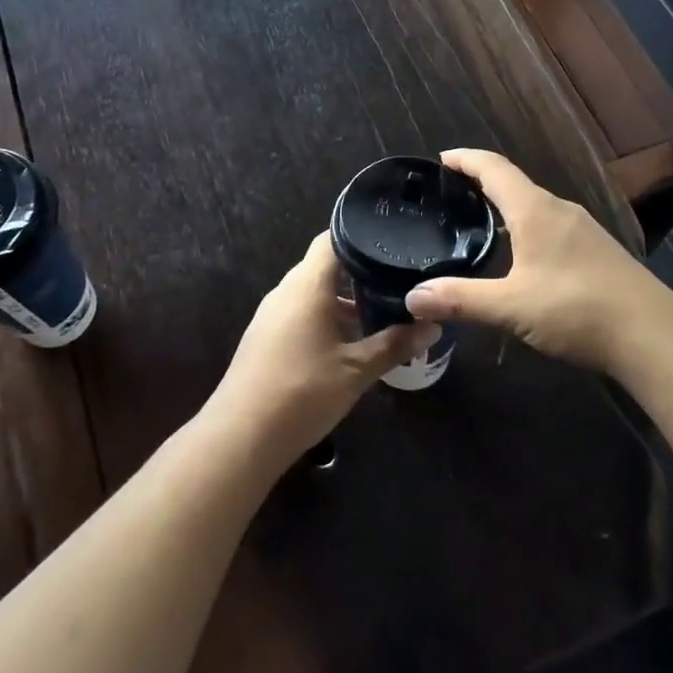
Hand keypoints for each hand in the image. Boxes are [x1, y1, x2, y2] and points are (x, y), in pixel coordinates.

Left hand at [206, 232, 439, 465]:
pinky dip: (325, 316)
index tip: (393, 241)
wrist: (240, 437)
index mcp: (306, 286)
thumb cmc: (302, 393)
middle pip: (323, 266)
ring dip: (342, 299)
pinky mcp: (265, 338)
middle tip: (397, 280)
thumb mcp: (356, 370)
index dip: (361, 235)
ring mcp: (271, 315)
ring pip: (312, 292)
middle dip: (359, 271)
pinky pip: (300, 313)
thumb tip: (432, 327)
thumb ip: (394, 345)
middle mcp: (285, 292)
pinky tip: (348, 340)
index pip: (331, 239)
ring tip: (380, 312)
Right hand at [404, 149, 672, 372]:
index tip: (440, 159)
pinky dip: (526, 227)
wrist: (651, 334)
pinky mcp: (597, 251)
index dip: (465, 159)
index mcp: (534, 210)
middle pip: (514, 183)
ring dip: (506, 207)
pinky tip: (522, 256)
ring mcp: (583, 230)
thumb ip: (460, 299)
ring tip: (478, 224)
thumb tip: (412, 297)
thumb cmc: (575, 309)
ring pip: (535, 206)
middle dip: (481, 183)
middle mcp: (559, 210)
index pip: (494, 168)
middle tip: (450, 197)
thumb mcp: (510, 307)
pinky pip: (551, 226)